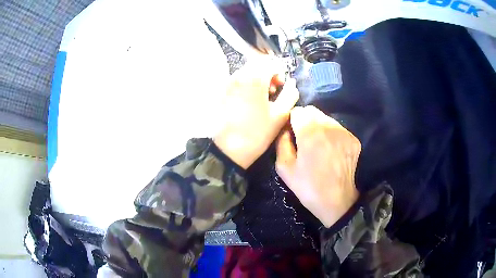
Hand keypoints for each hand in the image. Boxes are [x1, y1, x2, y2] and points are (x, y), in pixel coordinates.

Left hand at [214, 59, 298, 168]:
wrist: (228, 150)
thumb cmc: (257, 133)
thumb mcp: (280, 115)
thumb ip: (290, 94)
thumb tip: (292, 83)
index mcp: (255, 78)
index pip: (271, 63)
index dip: (280, 72)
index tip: (282, 86)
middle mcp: (239, 75)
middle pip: (258, 64)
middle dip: (268, 73)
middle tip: (273, 91)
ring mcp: (228, 83)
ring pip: (247, 71)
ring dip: (258, 78)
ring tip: (263, 96)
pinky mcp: (222, 92)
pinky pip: (238, 79)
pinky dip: (247, 83)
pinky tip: (250, 99)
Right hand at [275, 106, 360, 227]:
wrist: (337, 201)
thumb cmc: (308, 187)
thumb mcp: (284, 168)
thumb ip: (281, 142)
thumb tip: (285, 129)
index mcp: (310, 133)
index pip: (298, 111)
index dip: (291, 120)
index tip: (291, 133)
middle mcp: (329, 127)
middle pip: (313, 111)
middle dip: (305, 121)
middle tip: (303, 140)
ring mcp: (344, 132)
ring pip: (326, 119)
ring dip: (319, 127)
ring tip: (317, 146)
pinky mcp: (353, 139)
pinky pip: (338, 129)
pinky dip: (331, 134)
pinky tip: (330, 151)